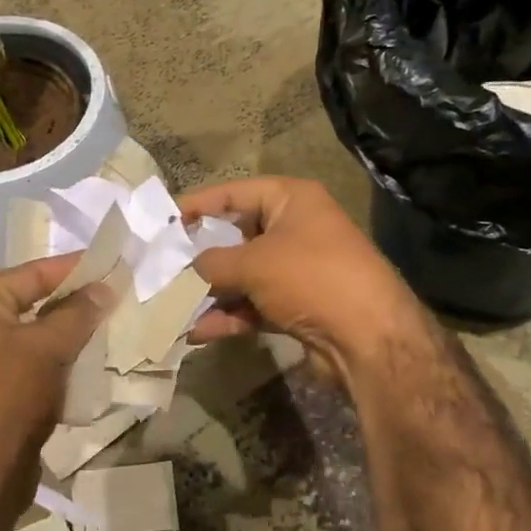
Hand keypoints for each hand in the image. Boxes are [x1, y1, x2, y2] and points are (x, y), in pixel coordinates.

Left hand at [0, 254, 111, 508]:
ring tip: (115, 323)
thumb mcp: (46, 348)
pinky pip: (38, 364)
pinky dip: (65, 360)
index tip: (113, 262)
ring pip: (40, 336)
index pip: (32, 273)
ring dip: (74, 332)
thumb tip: (104, 286)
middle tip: (119, 293)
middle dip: (77, 300)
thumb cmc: (6, 398)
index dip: (74, 267)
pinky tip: (96, 360)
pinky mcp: (1, 393)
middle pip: (35, 302)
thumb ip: (77, 313)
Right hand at [178, 177, 423, 378]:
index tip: (163, 222)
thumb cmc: (310, 278)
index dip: (198, 205)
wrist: (368, 338)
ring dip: (210, 292)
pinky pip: (254, 305)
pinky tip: (197, 332)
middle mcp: (296, 229)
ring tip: (171, 305)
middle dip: (200, 256)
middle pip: (237, 236)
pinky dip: (229, 316)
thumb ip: (212, 262)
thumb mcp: (253, 263)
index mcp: (293, 199)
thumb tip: (186, 270)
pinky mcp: (297, 306)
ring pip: (243, 276)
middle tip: (161, 268)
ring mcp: (298, 270)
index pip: (235, 193)